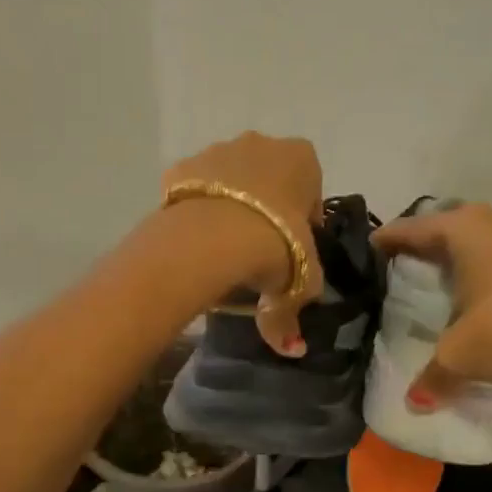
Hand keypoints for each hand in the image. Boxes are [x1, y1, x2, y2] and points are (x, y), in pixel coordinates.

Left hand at [161, 133, 324, 352]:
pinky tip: (196, 240)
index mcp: (302, 158)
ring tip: (224, 249)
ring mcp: (216, 150)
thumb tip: (294, 348)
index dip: (303, 224)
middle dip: (266, 209)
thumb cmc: (276, 247)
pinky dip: (197, 210)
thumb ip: (292, 313)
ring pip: (229, 181)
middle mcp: (260, 143)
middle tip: (259, 251)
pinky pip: (194, 189)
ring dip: (231, 206)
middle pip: (269, 179)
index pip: (311, 192)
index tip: (293, 252)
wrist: (212, 238)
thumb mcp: (299, 285)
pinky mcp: (180, 167)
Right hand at [373, 204, 491, 434]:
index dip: (392, 238)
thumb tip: (413, 404)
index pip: (416, 229)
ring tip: (470, 273)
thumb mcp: (460, 357)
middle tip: (421, 259)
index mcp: (466, 231)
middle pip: (458, 224)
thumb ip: (432, 376)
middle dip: (438, 240)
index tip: (375, 244)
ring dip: (482, 249)